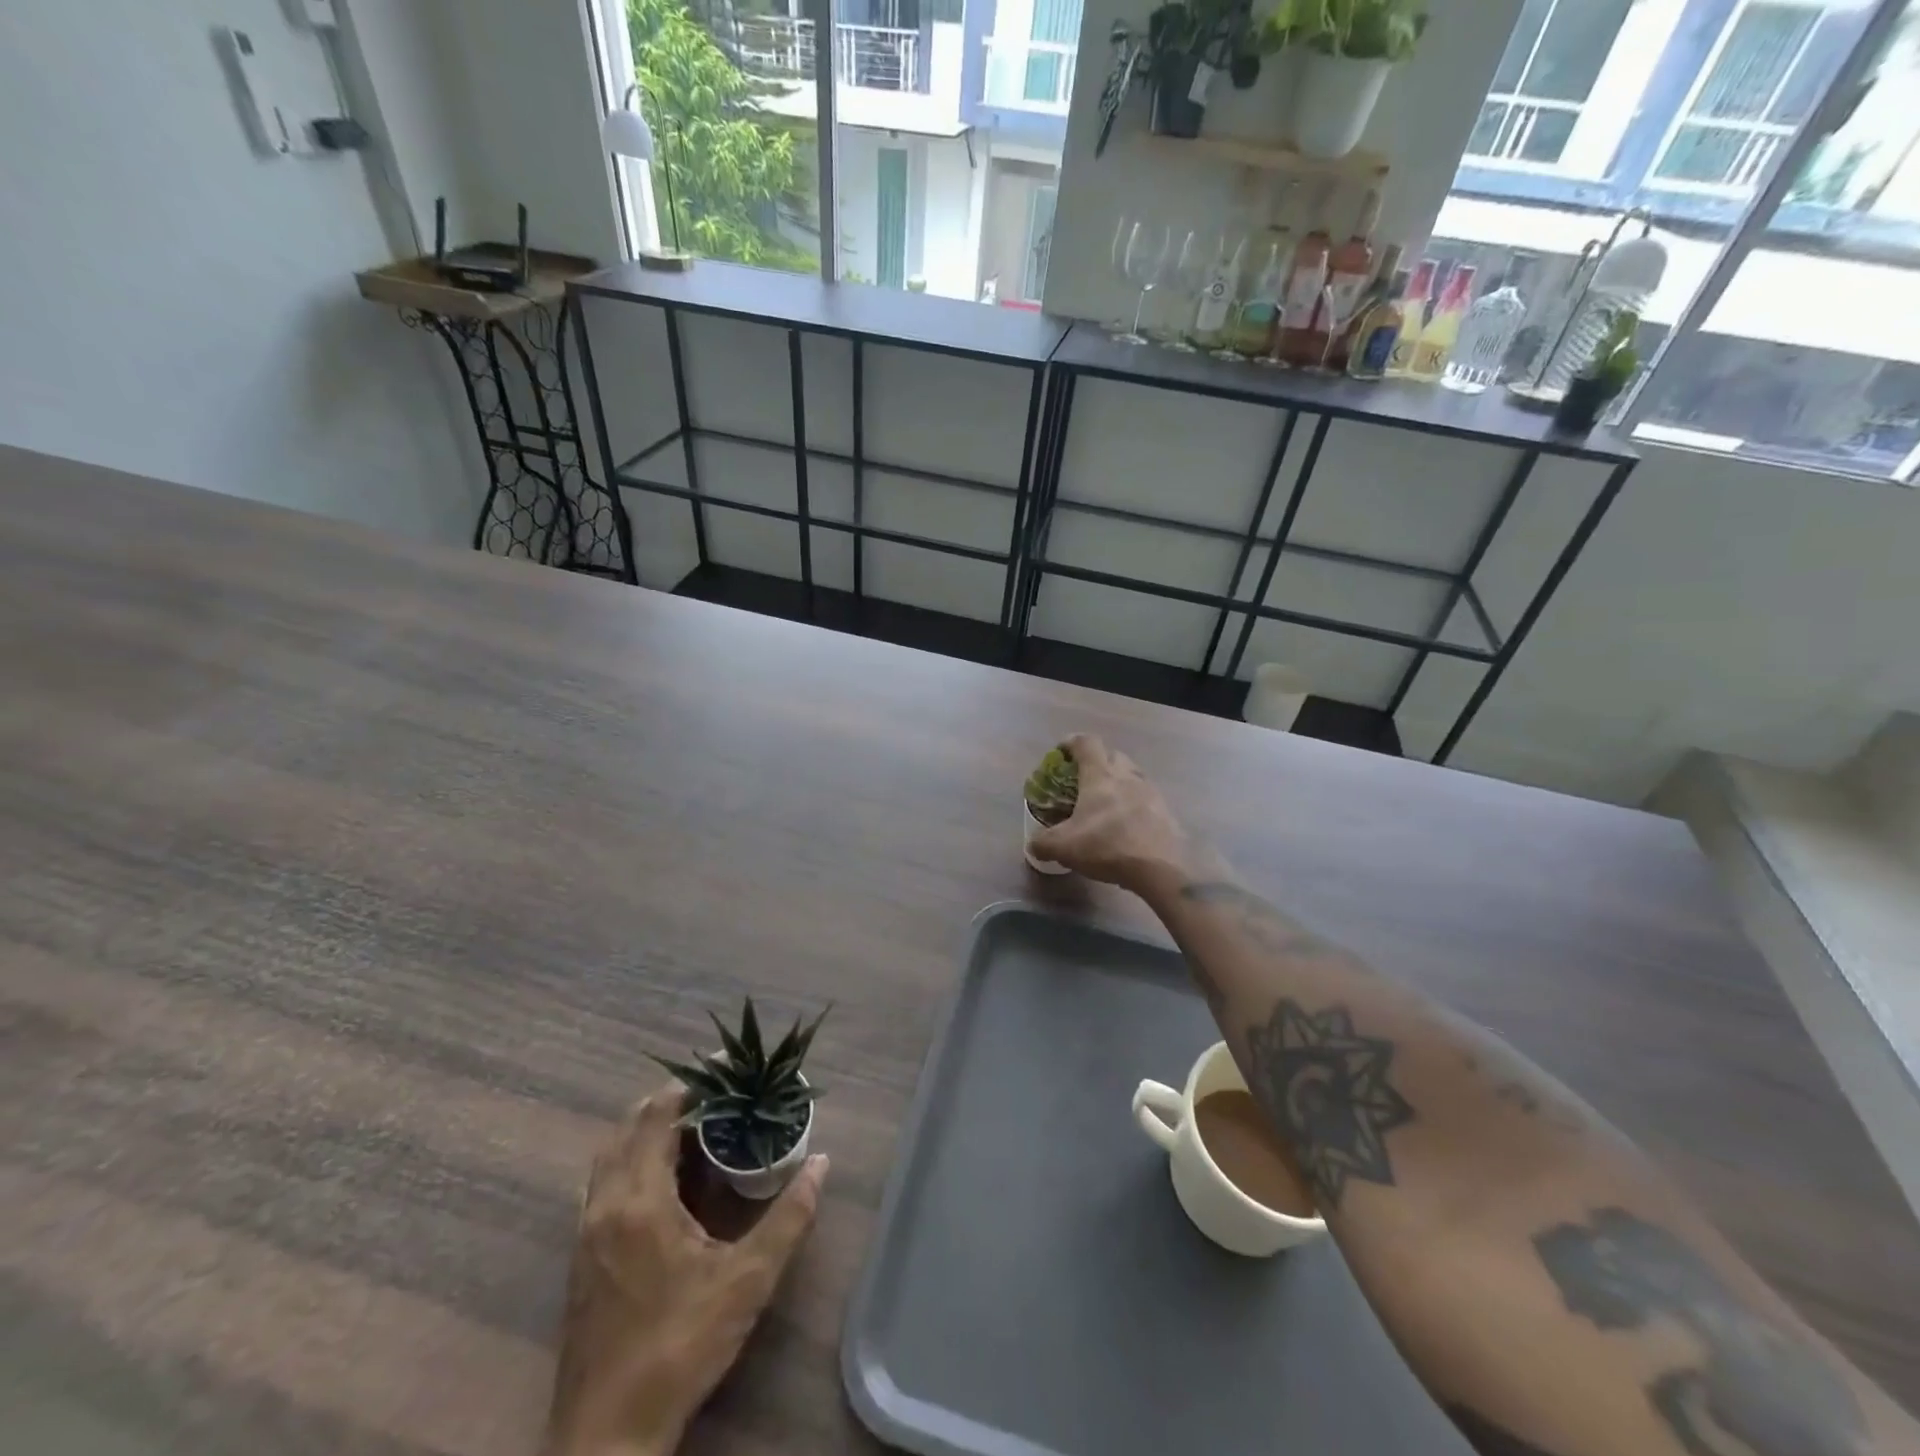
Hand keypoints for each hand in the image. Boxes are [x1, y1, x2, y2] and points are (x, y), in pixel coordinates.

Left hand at [543, 1084, 827, 1455]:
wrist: (607, 1437)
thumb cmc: (679, 1349)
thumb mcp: (746, 1282)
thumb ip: (788, 1218)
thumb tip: (820, 1163)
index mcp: (639, 1202)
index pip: (658, 1117)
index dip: (691, 1086)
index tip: (726, 1070)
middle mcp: (604, 1205)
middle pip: (629, 1127)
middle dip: (671, 1100)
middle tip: (718, 1092)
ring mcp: (586, 1231)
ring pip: (610, 1153)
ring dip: (647, 1127)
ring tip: (695, 1122)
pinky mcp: (581, 1255)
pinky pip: (604, 1180)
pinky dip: (632, 1156)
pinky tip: (665, 1175)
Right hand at [1028, 734, 1199, 891]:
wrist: (1161, 869)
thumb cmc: (1107, 846)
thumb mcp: (1063, 847)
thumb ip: (1043, 842)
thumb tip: (1033, 844)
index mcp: (1100, 775)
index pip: (1086, 743)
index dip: (1071, 743)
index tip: (1061, 752)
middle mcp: (1127, 776)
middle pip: (1113, 755)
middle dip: (1098, 762)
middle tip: (1084, 780)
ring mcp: (1151, 792)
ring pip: (1133, 776)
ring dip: (1119, 783)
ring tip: (1106, 804)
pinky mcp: (1167, 812)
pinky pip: (1147, 799)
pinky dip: (1135, 805)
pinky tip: (1127, 826)